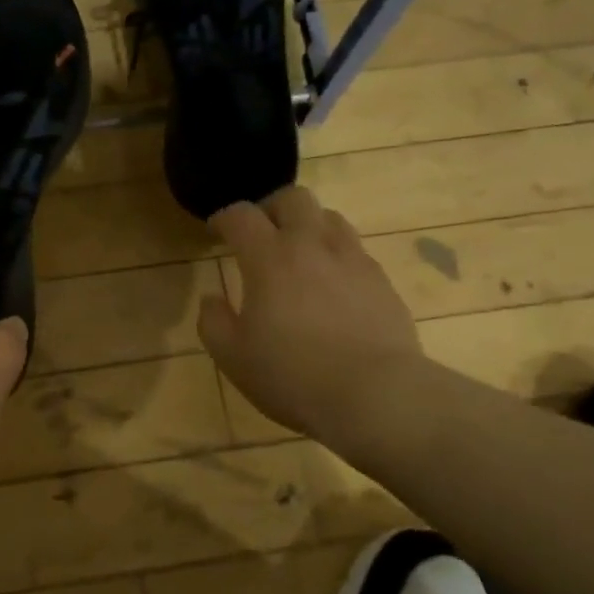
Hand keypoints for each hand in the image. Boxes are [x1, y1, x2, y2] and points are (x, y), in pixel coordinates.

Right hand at [198, 187, 421, 440]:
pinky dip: (336, 256)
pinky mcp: (382, 281)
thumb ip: (213, 322)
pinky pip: (355, 250)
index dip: (224, 218)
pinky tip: (332, 286)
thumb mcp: (233, 358)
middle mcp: (312, 246)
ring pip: (330, 217)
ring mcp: (353, 260)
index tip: (216, 231)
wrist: (376, 395)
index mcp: (269, 258)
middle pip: (293, 198)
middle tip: (260, 233)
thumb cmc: (293, 376)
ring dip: (308, 226)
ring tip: (299, 254)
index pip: (241, 215)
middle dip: (270, 208)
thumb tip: (212, 299)